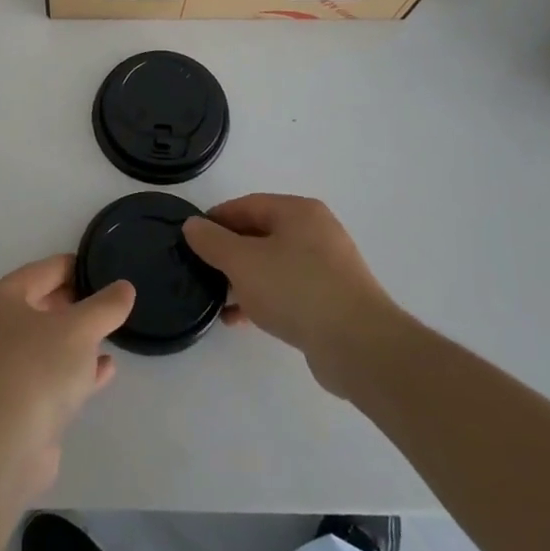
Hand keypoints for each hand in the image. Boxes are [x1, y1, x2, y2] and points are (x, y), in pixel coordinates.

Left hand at [0, 255, 135, 498]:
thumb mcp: (79, 329)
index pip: (45, 270)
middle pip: (44, 305)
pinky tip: (106, 370)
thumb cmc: (36, 370)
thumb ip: (105, 306)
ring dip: (78, 339)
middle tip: (113, 303)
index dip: (78, 267)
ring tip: (113, 333)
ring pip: (48, 343)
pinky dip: (76, 370)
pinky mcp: (16, 403)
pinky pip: (51, 375)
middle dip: (78, 304)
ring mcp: (4, 368)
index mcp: (2, 299)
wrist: (1, 449)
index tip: (109, 270)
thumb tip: (124, 288)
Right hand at [182, 195, 400, 395]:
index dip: (215, 219)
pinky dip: (263, 299)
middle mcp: (316, 232)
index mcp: (298, 212)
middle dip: (229, 252)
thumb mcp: (242, 261)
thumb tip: (192, 225)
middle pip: (261, 233)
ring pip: (273, 264)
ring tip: (217, 298)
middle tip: (201, 269)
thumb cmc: (296, 289)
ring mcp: (327, 267)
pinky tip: (241, 319)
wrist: (358, 345)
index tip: (190, 239)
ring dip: (244, 279)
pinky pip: (288, 290)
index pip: (247, 205)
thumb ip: (212, 241)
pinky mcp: (332, 300)